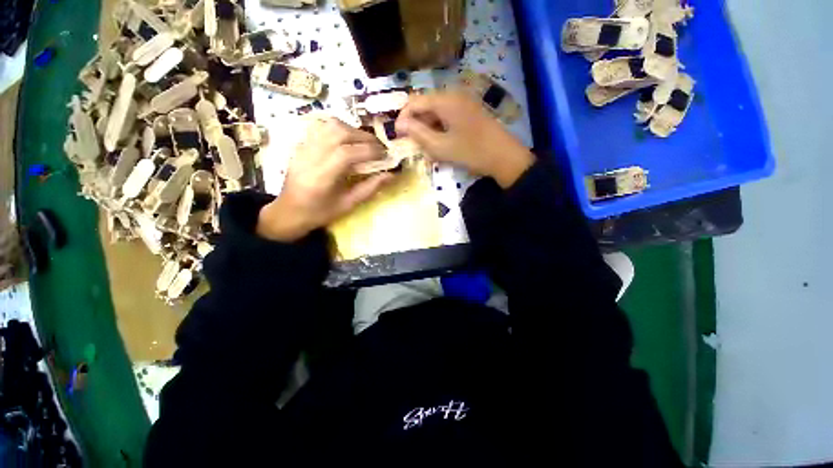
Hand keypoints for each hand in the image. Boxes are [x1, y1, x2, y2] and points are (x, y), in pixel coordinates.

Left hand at [257, 118, 392, 241]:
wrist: (289, 211)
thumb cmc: (320, 212)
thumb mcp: (348, 205)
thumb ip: (370, 188)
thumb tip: (391, 175)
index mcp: (322, 177)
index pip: (347, 153)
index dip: (370, 151)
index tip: (385, 155)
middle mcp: (310, 156)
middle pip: (339, 133)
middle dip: (364, 137)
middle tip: (379, 147)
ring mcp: (303, 147)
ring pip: (329, 125)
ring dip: (352, 130)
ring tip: (364, 142)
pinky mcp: (301, 143)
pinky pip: (320, 125)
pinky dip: (338, 127)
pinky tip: (346, 138)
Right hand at [395, 92, 533, 187]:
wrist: (504, 157)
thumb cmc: (471, 152)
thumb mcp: (440, 147)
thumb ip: (418, 133)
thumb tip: (400, 124)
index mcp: (445, 100)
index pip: (415, 102)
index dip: (403, 118)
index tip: (398, 136)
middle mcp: (454, 95)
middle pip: (426, 106)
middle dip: (417, 126)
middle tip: (415, 146)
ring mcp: (464, 103)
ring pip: (437, 113)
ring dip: (429, 130)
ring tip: (429, 149)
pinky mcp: (470, 112)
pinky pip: (448, 118)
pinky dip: (441, 130)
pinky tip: (442, 145)